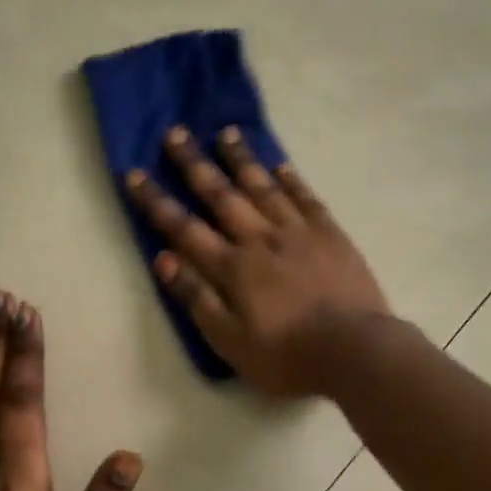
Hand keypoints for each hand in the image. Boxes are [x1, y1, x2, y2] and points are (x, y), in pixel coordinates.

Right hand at [126, 126, 390, 396]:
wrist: (355, 351)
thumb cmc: (287, 357)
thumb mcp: (230, 341)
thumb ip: (197, 299)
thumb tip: (164, 259)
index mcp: (233, 268)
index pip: (185, 228)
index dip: (157, 202)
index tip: (135, 174)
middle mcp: (261, 239)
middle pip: (222, 195)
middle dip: (195, 164)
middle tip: (175, 133)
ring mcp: (299, 233)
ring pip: (264, 186)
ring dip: (241, 159)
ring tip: (224, 133)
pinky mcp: (331, 235)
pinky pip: (305, 198)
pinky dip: (290, 179)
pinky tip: (279, 164)